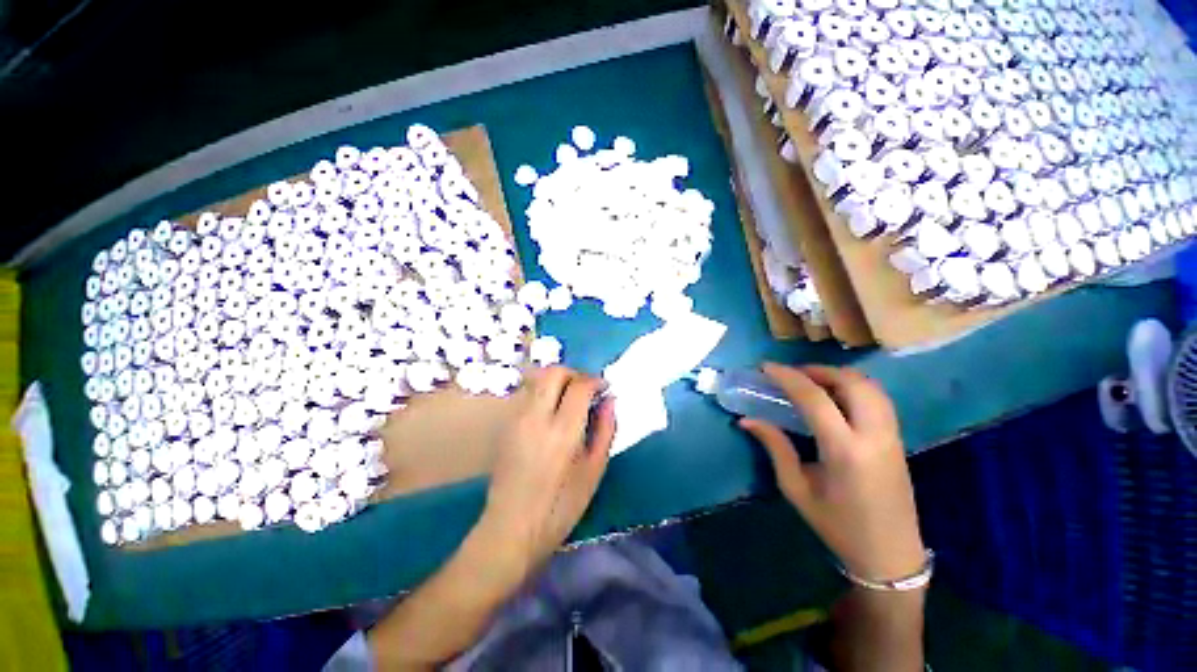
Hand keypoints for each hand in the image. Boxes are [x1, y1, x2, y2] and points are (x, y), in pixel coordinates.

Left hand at [480, 366, 615, 573]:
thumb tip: (610, 400)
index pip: (579, 386)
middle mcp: (536, 417)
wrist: (511, 527)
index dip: (595, 381)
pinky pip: (529, 394)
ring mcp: (518, 418)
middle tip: (587, 389)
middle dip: (575, 373)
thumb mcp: (594, 470)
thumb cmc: (561, 506)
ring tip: (571, 400)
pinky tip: (553, 414)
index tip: (605, 388)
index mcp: (562, 431)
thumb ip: (605, 429)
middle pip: (554, 372)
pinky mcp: (507, 424)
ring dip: (559, 381)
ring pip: (539, 380)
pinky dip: (545, 393)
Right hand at [739, 364, 924, 580]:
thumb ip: (775, 447)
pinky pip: (878, 398)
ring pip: (870, 386)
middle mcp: (873, 436)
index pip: (815, 398)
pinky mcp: (898, 439)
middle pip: (851, 381)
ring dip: (838, 375)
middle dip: (817, 370)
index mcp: (845, 451)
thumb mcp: (796, 488)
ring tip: (810, 381)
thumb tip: (747, 420)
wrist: (889, 555)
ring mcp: (892, 436)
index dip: (787, 377)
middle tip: (790, 374)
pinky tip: (835, 397)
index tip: (766, 368)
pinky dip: (854, 386)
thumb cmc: (837, 525)